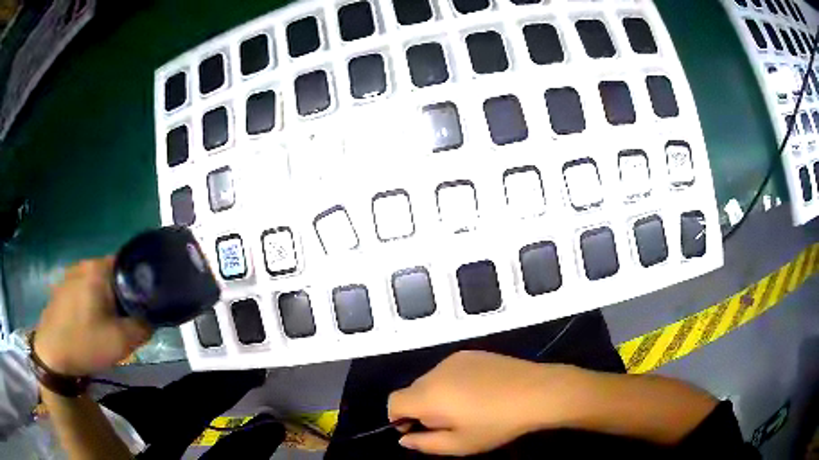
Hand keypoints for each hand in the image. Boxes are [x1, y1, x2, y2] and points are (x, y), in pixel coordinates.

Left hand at [33, 257, 151, 376]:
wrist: (52, 356)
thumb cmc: (85, 344)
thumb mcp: (121, 342)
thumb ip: (143, 327)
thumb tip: (152, 318)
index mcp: (98, 269)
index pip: (128, 264)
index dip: (141, 284)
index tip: (145, 306)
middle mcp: (83, 264)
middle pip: (113, 274)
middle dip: (123, 295)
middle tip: (127, 321)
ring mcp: (70, 275)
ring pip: (98, 283)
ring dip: (107, 300)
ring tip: (109, 325)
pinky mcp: (62, 288)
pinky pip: (85, 289)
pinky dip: (93, 303)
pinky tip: (91, 324)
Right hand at [387, 350, 578, 455]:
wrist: (537, 392)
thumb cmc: (496, 424)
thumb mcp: (459, 445)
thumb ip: (424, 443)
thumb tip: (404, 438)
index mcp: (428, 395)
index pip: (393, 401)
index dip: (399, 418)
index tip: (419, 430)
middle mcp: (435, 371)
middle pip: (412, 390)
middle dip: (420, 408)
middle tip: (448, 423)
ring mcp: (454, 359)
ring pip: (431, 379)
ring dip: (437, 395)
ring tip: (467, 408)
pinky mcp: (472, 353)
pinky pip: (450, 370)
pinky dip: (453, 382)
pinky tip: (480, 392)